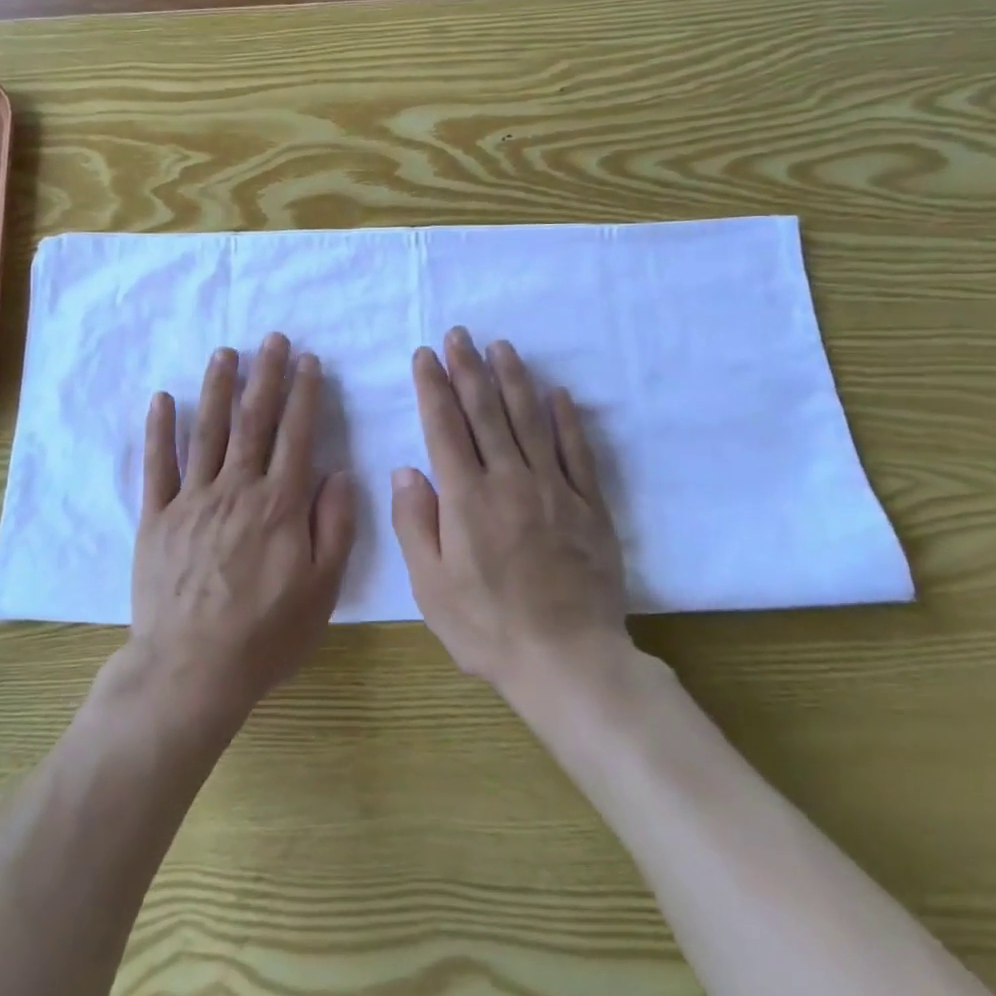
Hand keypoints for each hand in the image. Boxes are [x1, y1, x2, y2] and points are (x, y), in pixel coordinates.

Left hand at [129, 333, 355, 726]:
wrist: (192, 669)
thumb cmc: (266, 634)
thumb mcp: (322, 589)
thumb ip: (335, 526)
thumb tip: (339, 473)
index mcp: (280, 505)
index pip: (296, 436)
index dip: (305, 395)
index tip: (309, 361)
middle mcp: (237, 489)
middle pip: (254, 422)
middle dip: (266, 376)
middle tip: (273, 338)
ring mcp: (192, 500)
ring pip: (207, 432)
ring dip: (217, 388)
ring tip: (225, 353)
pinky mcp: (157, 517)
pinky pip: (158, 465)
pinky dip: (160, 430)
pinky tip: (162, 398)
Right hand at [392, 328, 631, 699]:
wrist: (568, 661)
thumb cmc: (487, 627)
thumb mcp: (430, 585)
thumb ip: (414, 522)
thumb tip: (406, 468)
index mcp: (466, 498)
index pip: (444, 426)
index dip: (433, 386)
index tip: (426, 355)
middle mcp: (508, 480)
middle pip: (485, 411)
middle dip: (469, 368)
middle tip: (459, 334)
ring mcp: (553, 489)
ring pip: (530, 420)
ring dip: (514, 379)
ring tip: (502, 347)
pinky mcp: (589, 506)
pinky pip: (577, 451)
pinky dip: (567, 419)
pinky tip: (558, 393)